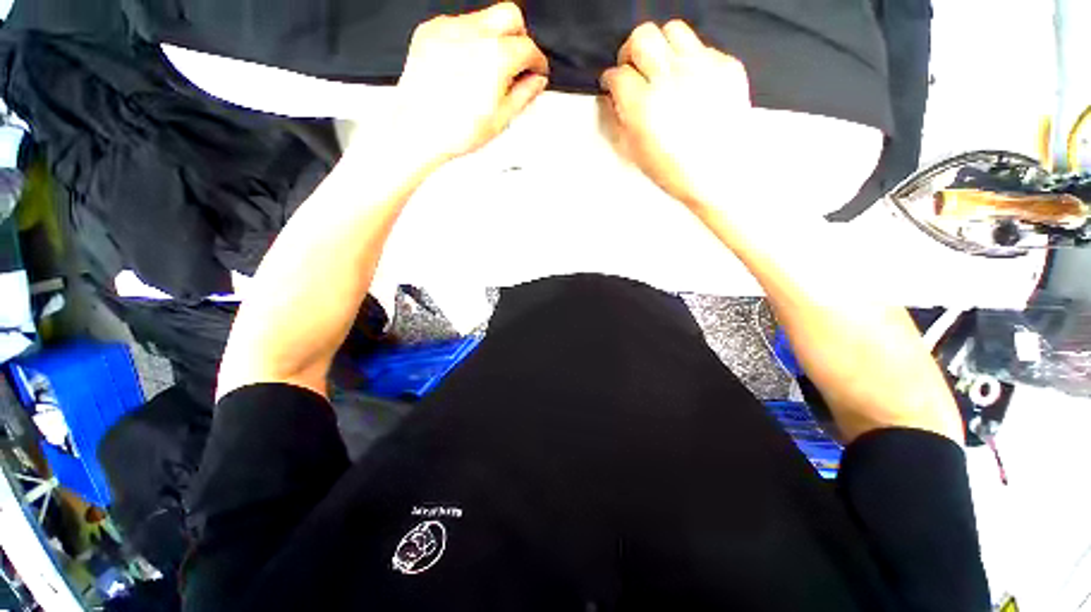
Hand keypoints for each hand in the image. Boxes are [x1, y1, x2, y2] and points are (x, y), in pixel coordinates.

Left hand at [395, 3, 549, 163]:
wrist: (416, 130)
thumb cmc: (454, 131)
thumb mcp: (500, 119)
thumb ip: (524, 94)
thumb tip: (536, 81)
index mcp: (495, 58)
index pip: (528, 47)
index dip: (537, 61)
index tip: (537, 70)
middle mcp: (472, 35)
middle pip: (510, 16)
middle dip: (520, 37)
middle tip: (518, 62)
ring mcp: (448, 29)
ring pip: (484, 18)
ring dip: (494, 38)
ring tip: (488, 70)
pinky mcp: (430, 31)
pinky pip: (458, 24)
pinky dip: (469, 40)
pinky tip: (466, 65)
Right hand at [601, 21, 751, 209]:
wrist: (719, 175)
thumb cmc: (672, 171)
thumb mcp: (634, 152)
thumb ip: (619, 120)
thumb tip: (614, 97)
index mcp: (643, 106)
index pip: (617, 74)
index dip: (610, 81)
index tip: (612, 86)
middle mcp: (671, 78)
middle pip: (642, 37)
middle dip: (631, 52)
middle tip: (634, 69)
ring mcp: (702, 67)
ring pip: (672, 30)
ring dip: (661, 47)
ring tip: (662, 68)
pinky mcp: (727, 65)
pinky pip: (702, 47)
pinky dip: (690, 60)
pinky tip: (690, 82)